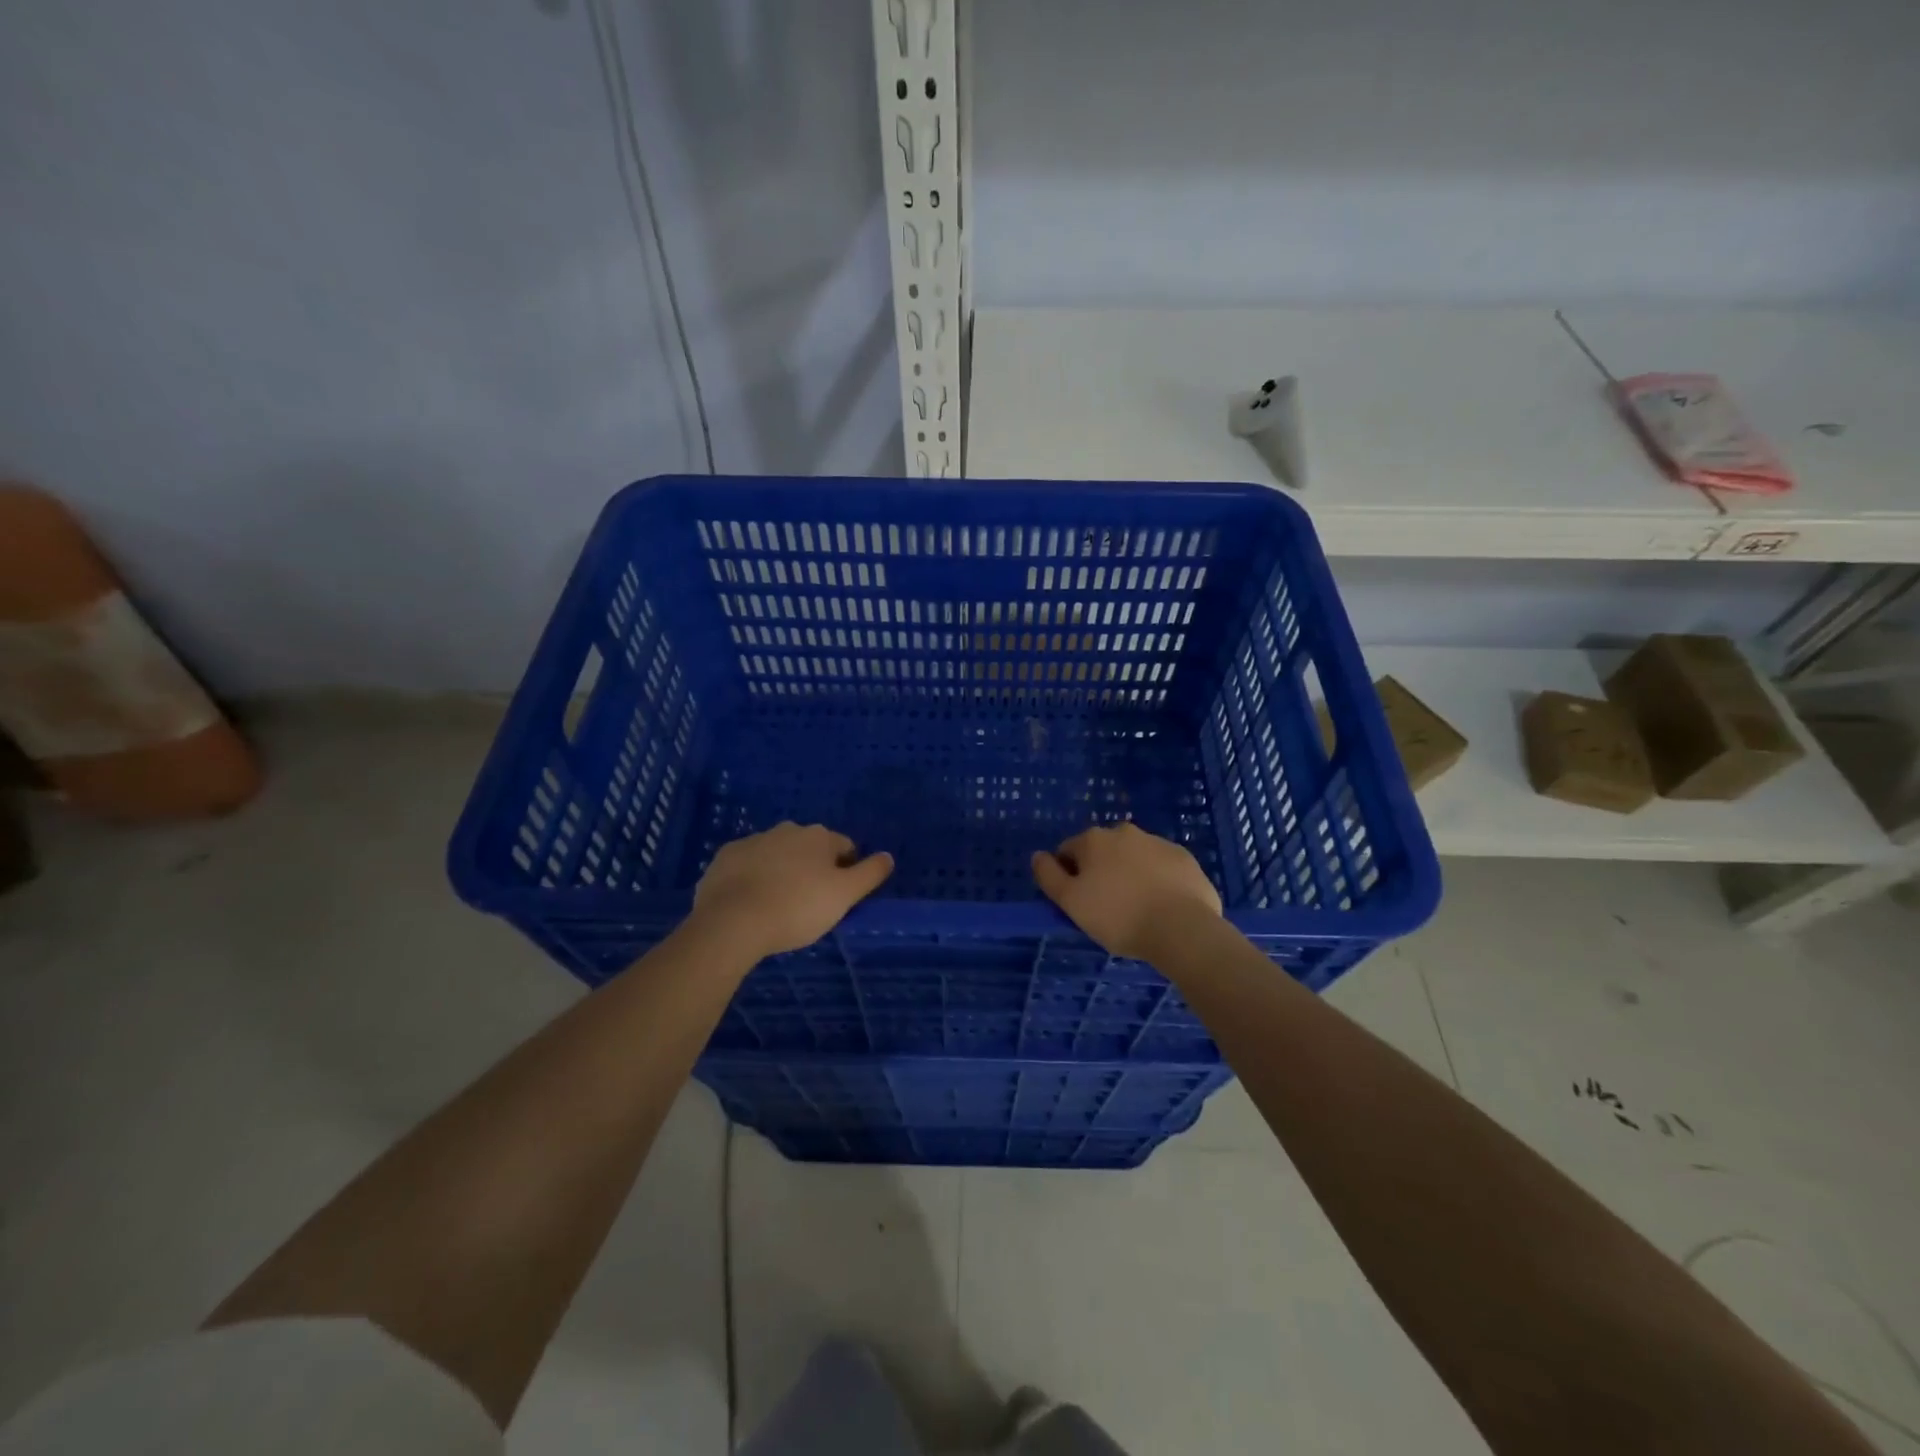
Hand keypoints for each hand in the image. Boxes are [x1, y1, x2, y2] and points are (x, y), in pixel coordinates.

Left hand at [692, 822, 893, 958]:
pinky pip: (747, 864)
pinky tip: (750, 902)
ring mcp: (753, 840)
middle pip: (809, 848)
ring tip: (778, 904)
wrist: (732, 921)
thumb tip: (888, 856)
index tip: (839, 896)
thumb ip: (870, 873)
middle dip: (812, 867)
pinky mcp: (725, 857)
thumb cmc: (797, 907)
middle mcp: (787, 830)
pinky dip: (752, 876)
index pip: (844, 847)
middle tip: (809, 902)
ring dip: (782, 870)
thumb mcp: (844, 895)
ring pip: (777, 853)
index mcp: (819, 836)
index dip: (846, 870)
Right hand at [1032, 822, 1221, 961]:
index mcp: (1093, 840)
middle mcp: (1124, 832)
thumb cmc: (1118, 916)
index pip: (1068, 852)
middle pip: (1102, 852)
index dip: (1068, 877)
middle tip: (1106, 908)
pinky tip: (1161, 906)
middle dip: (1100, 873)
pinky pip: (1161, 868)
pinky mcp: (1184, 858)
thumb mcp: (1070, 902)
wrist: (1182, 928)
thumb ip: (1048, 875)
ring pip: (1133, 857)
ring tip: (1136, 910)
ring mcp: (1158, 842)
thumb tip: (1038, 855)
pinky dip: (1157, 881)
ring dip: (1129, 875)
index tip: (1078, 904)